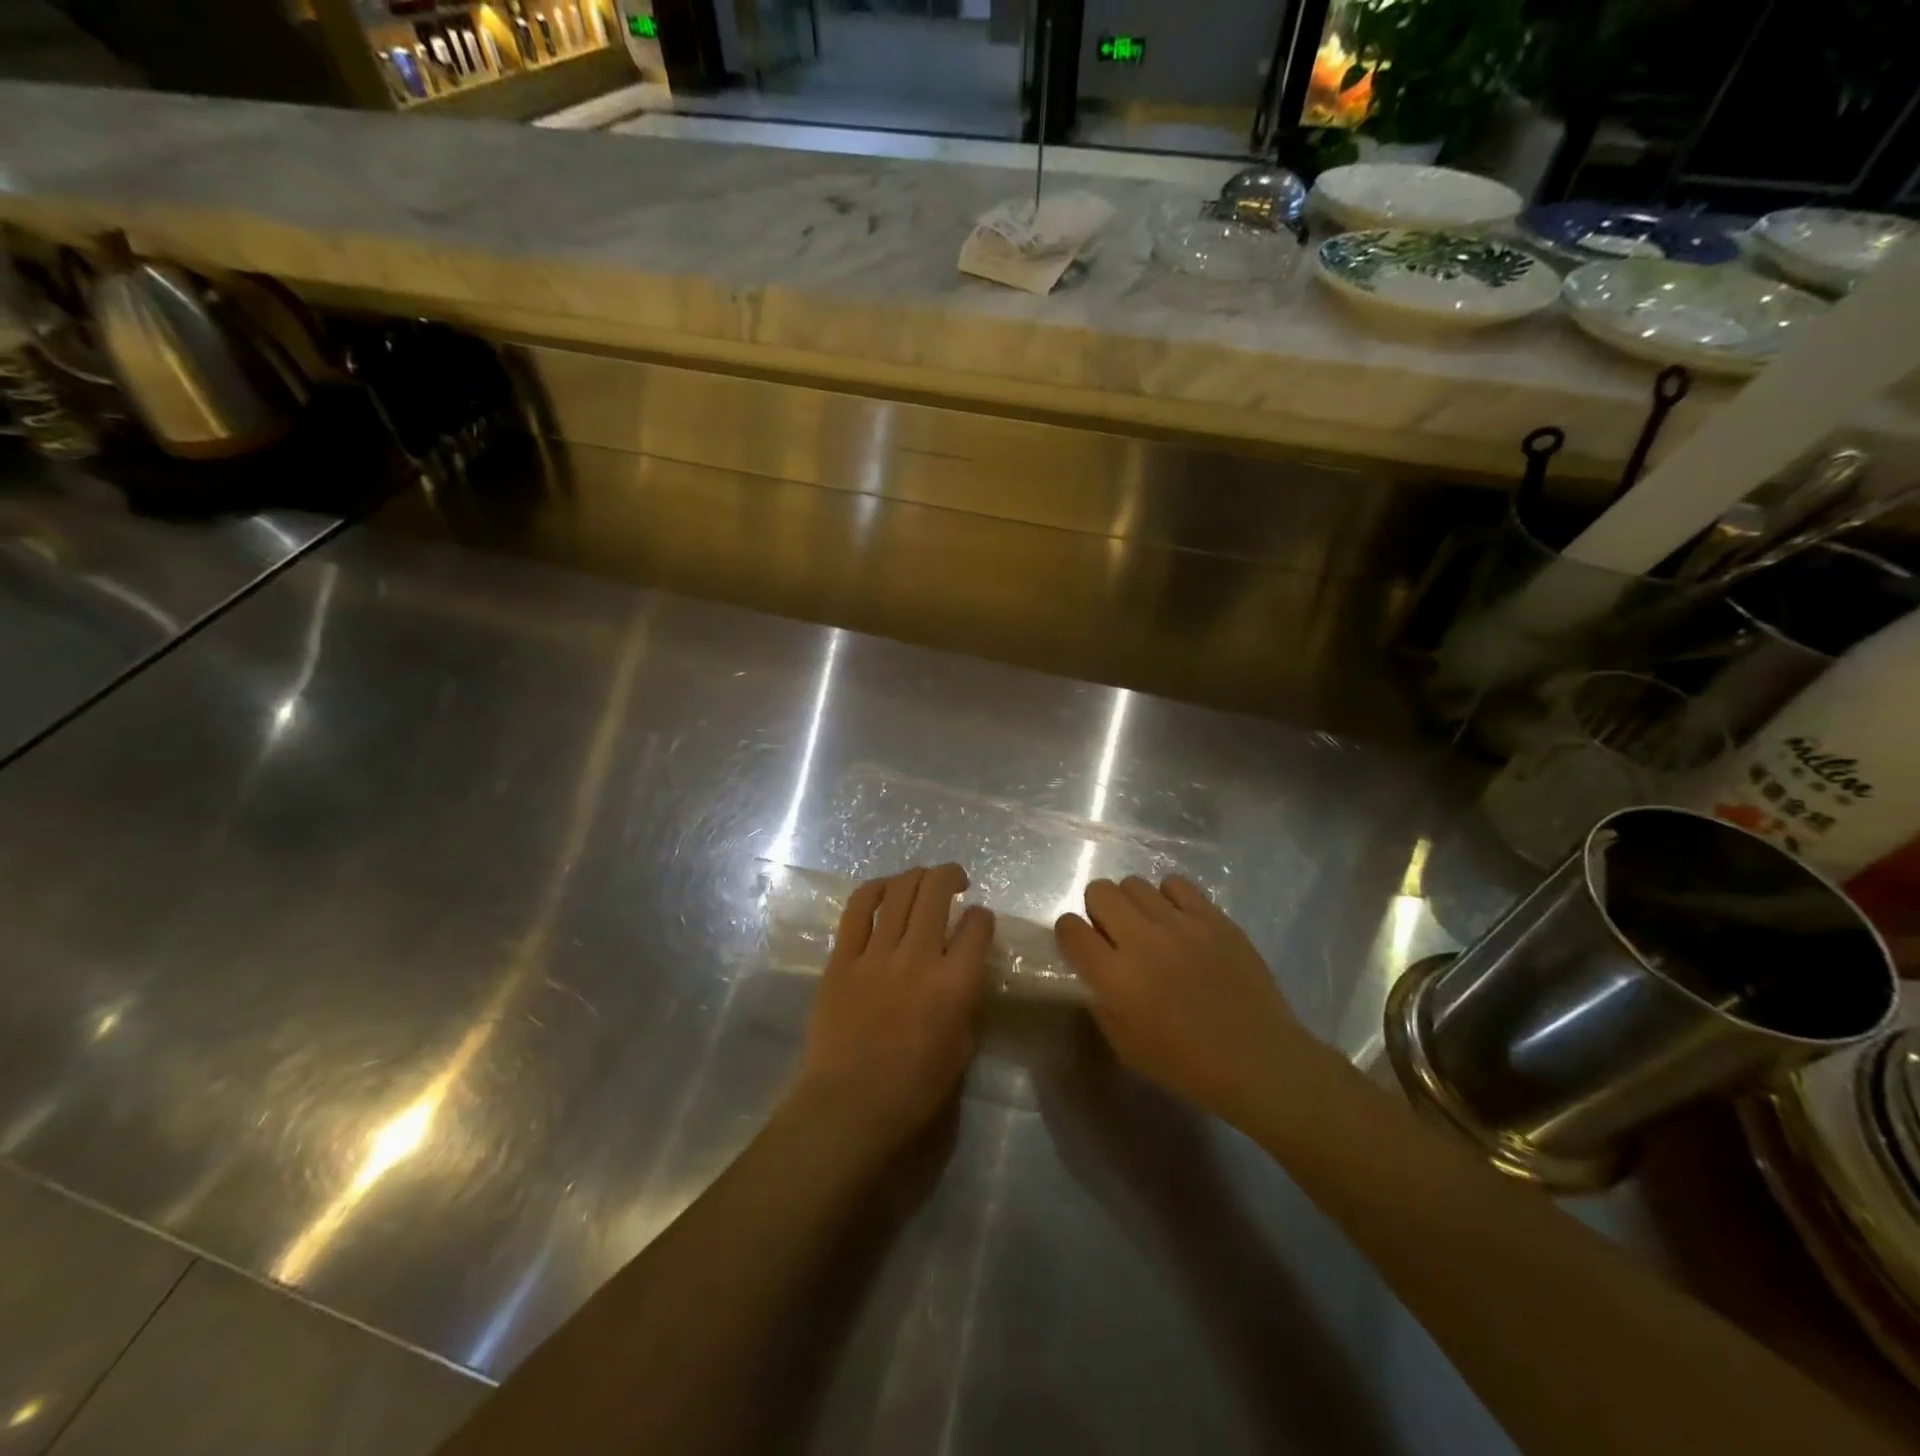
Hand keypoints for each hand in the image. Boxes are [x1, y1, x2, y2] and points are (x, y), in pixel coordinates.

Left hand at [792, 864, 993, 1156]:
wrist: (849, 1105)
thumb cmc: (913, 1089)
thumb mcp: (962, 1048)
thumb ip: (968, 1001)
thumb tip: (966, 969)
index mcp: (954, 984)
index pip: (978, 926)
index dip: (982, 916)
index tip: (977, 920)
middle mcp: (918, 958)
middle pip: (937, 892)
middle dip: (951, 875)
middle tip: (955, 881)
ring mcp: (876, 954)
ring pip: (899, 892)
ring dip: (916, 876)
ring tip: (923, 878)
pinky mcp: (842, 958)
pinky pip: (857, 910)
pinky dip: (873, 890)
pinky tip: (884, 887)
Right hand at [1055, 876, 1312, 1131]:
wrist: (1258, 1061)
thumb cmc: (1186, 1065)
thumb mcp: (1125, 1045)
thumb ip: (1100, 1000)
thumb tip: (1093, 970)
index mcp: (1116, 978)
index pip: (1070, 929)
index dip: (1070, 933)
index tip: (1081, 945)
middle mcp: (1143, 941)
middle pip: (1099, 891)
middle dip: (1098, 910)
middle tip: (1114, 933)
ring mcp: (1181, 925)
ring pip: (1134, 883)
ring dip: (1133, 904)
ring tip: (1149, 926)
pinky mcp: (1213, 918)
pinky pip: (1176, 884)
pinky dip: (1169, 898)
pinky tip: (1178, 921)